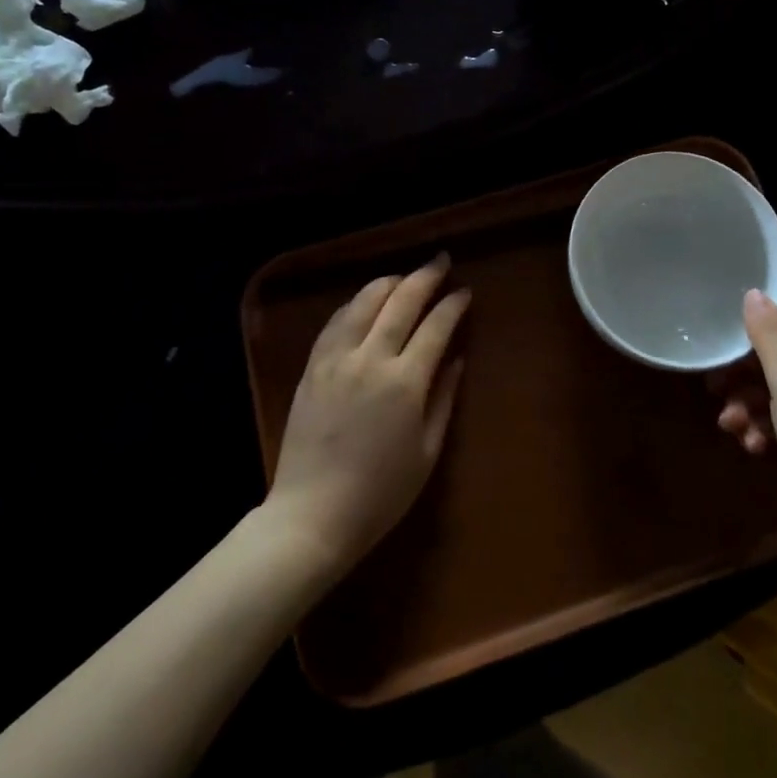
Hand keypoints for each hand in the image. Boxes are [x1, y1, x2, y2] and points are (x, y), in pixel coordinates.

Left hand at [265, 254, 471, 578]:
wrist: (311, 516)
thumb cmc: (380, 494)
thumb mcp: (426, 452)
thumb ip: (443, 399)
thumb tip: (456, 359)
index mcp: (404, 382)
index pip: (435, 326)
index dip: (453, 305)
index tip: (465, 291)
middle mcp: (370, 359)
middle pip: (401, 301)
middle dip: (425, 276)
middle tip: (440, 262)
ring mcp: (336, 359)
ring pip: (364, 301)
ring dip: (388, 283)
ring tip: (405, 278)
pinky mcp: (312, 367)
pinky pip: (336, 321)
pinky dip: (356, 304)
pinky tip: (365, 302)